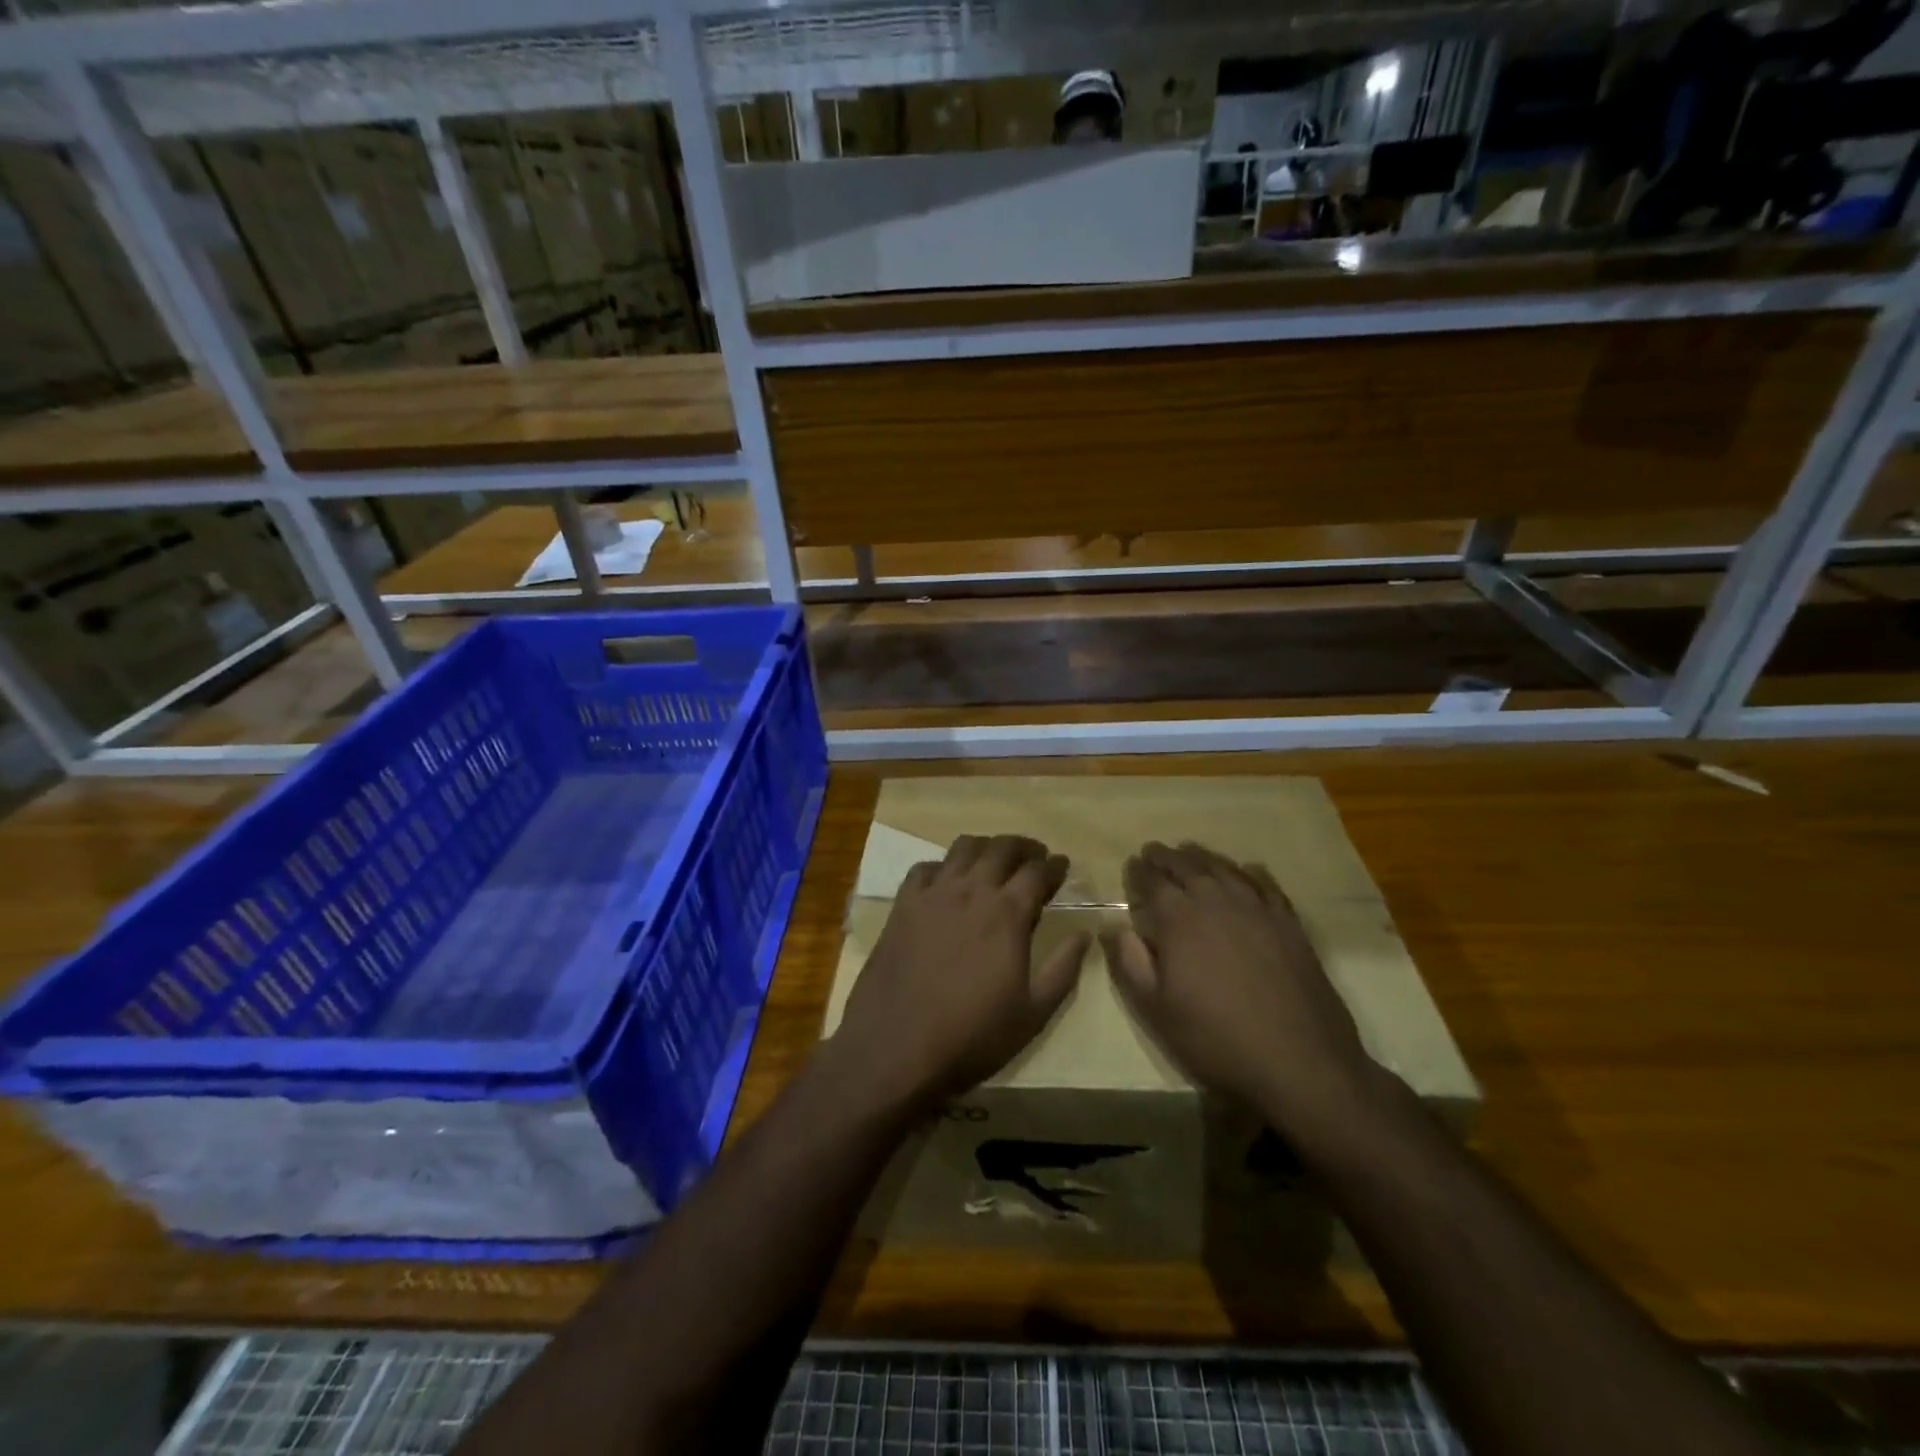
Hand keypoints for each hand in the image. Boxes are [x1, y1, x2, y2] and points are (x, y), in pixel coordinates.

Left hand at [831, 834, 1088, 1114]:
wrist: (896, 1047)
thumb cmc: (972, 1036)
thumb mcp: (1033, 1013)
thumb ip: (1063, 969)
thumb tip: (1084, 934)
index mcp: (1008, 913)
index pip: (1038, 871)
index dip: (1054, 865)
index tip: (1062, 865)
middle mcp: (971, 891)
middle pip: (1002, 848)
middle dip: (1024, 847)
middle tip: (1034, 857)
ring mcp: (933, 894)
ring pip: (963, 848)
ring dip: (986, 847)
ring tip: (994, 861)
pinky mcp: (902, 905)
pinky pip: (925, 868)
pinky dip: (943, 867)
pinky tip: (947, 882)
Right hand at [1102, 841, 1380, 1147]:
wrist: (1298, 1060)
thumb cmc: (1216, 1037)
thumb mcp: (1156, 1009)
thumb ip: (1130, 963)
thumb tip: (1114, 927)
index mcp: (1179, 918)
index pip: (1153, 881)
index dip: (1139, 872)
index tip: (1132, 865)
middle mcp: (1216, 901)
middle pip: (1186, 866)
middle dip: (1166, 857)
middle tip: (1154, 852)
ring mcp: (1256, 908)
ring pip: (1223, 868)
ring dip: (1202, 857)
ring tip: (1190, 853)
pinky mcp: (1288, 922)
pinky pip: (1264, 884)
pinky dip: (1249, 872)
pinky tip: (1246, 870)